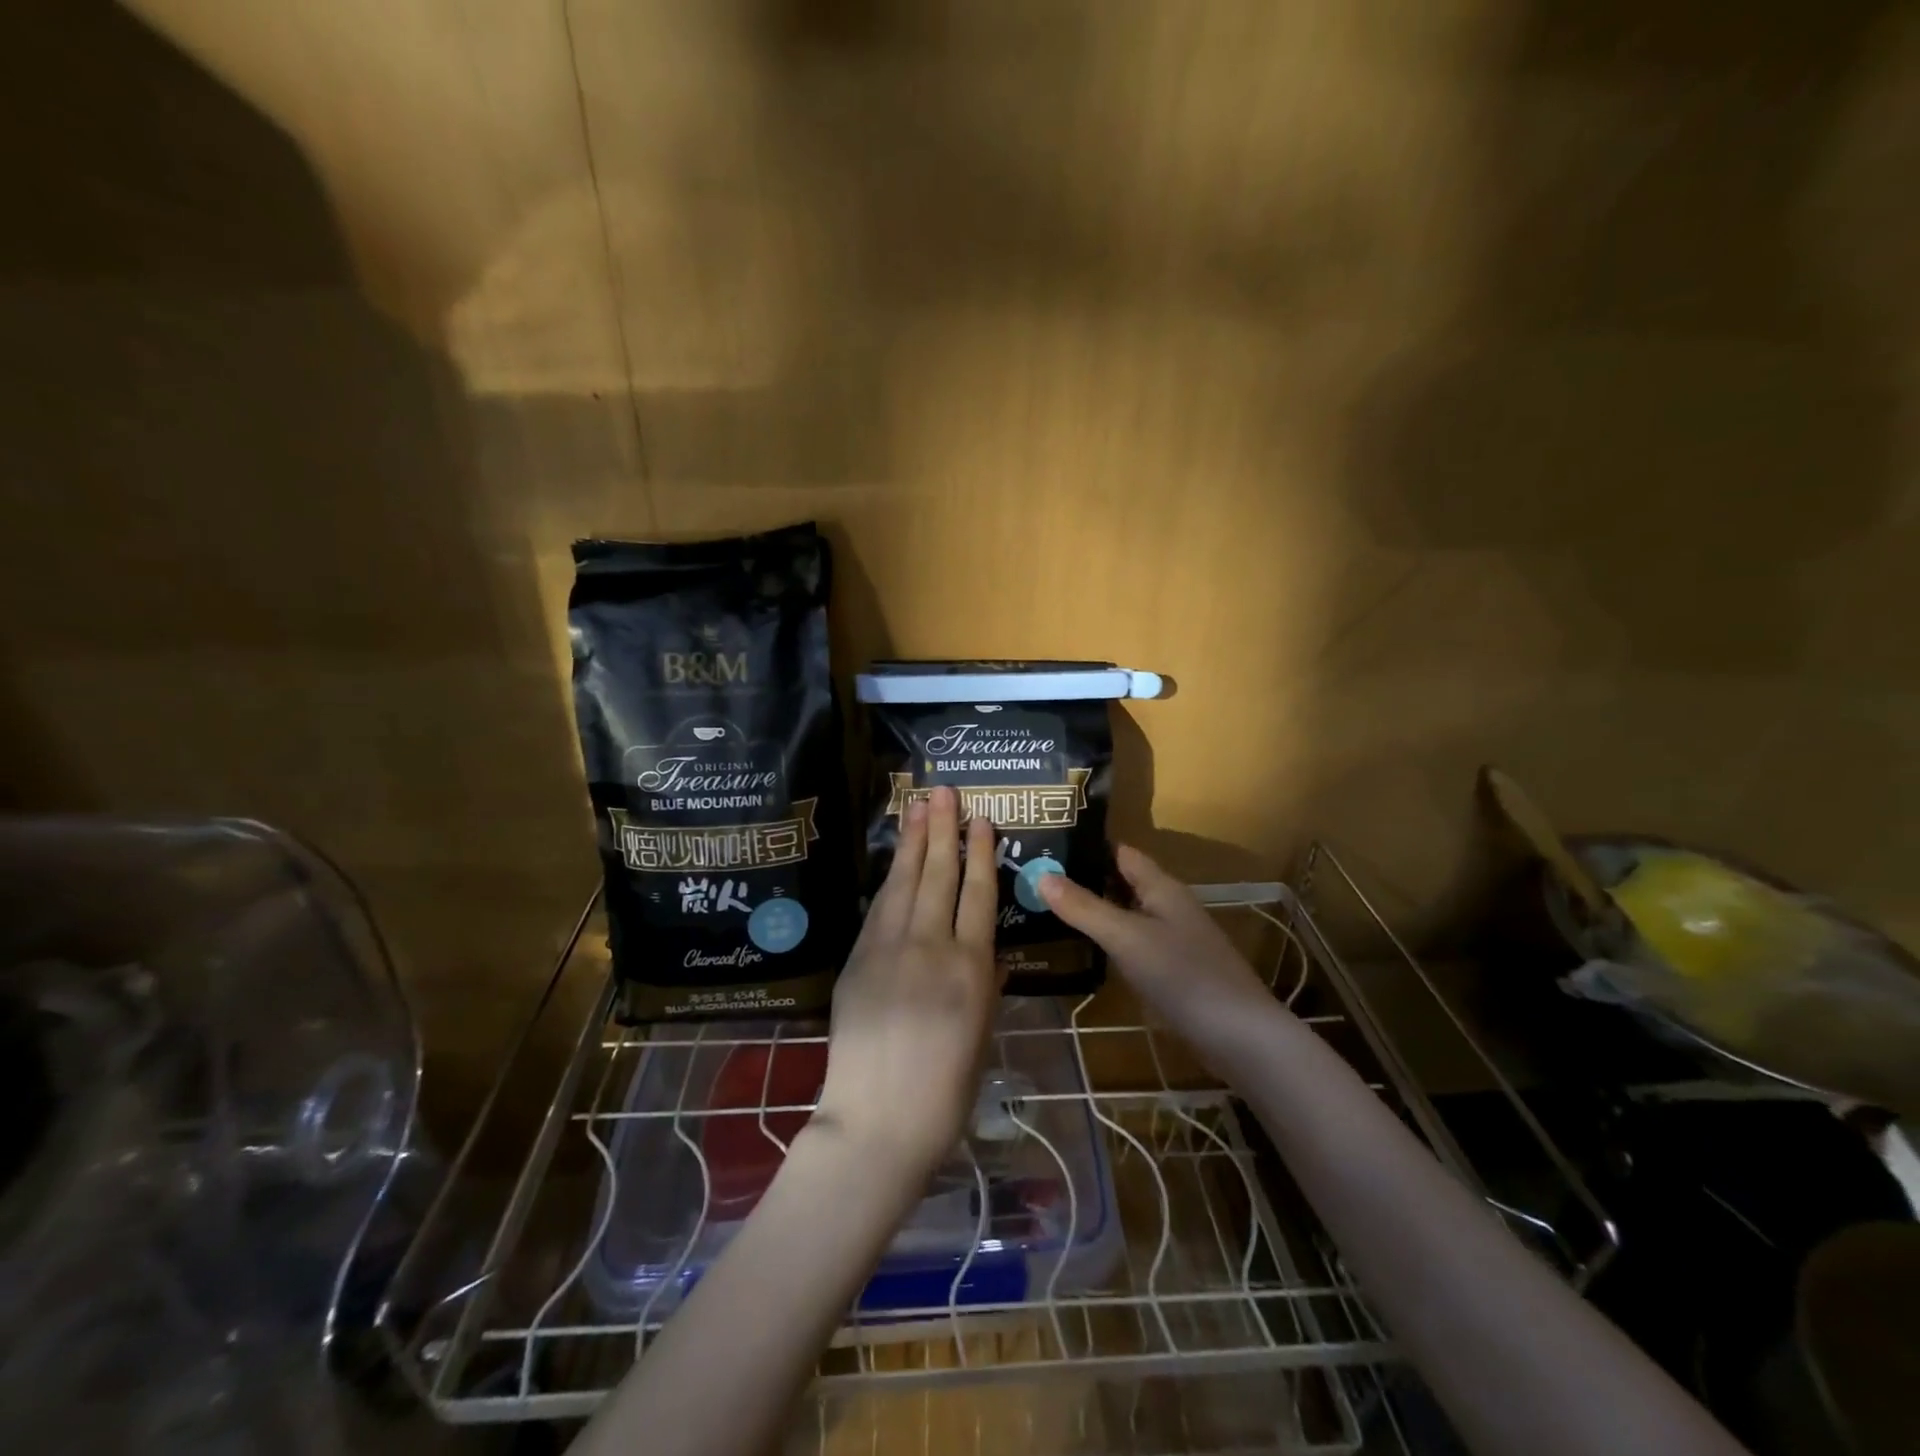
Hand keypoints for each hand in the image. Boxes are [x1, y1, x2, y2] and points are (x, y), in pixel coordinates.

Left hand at [811, 786, 1001, 1182]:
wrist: (878, 1122)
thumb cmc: (944, 1091)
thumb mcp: (981, 1035)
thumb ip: (986, 985)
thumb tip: (989, 950)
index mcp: (971, 969)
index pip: (978, 895)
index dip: (980, 853)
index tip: (982, 820)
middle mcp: (931, 947)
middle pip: (939, 875)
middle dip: (943, 829)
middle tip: (944, 791)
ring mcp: (889, 949)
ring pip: (905, 882)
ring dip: (913, 842)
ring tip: (918, 806)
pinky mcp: (859, 959)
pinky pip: (879, 908)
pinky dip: (891, 879)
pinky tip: (896, 860)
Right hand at [1039, 844, 1284, 1071]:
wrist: (1241, 1038)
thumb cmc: (1183, 976)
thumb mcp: (1127, 938)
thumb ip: (1084, 908)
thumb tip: (1040, 874)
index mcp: (1162, 888)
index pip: (1120, 853)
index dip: (1086, 845)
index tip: (1045, 843)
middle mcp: (1168, 907)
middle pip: (1120, 883)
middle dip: (1082, 878)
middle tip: (1032, 878)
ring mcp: (1172, 941)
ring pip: (1124, 915)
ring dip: (1092, 911)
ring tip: (1044, 910)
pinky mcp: (1172, 973)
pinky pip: (1131, 945)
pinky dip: (1106, 942)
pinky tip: (1080, 951)